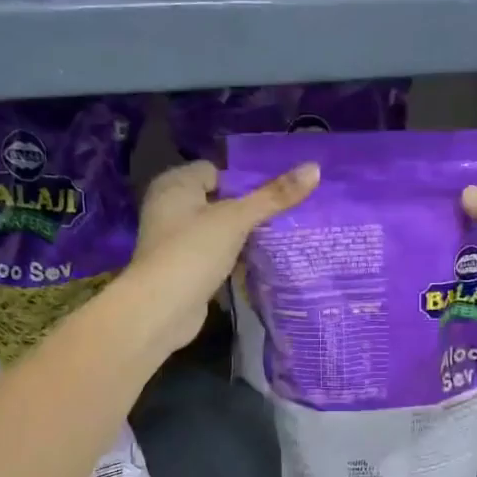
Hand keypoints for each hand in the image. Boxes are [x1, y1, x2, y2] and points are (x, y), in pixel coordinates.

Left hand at [125, 158, 318, 355]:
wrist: (161, 309)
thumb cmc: (194, 251)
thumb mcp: (237, 219)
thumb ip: (274, 196)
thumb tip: (315, 168)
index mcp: (175, 185)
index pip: (215, 171)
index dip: (243, 181)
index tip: (274, 196)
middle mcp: (169, 208)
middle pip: (218, 201)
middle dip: (247, 210)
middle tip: (282, 218)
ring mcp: (174, 241)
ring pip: (217, 231)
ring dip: (241, 238)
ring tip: (277, 240)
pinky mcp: (182, 269)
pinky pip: (214, 256)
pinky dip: (232, 260)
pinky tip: (257, 265)